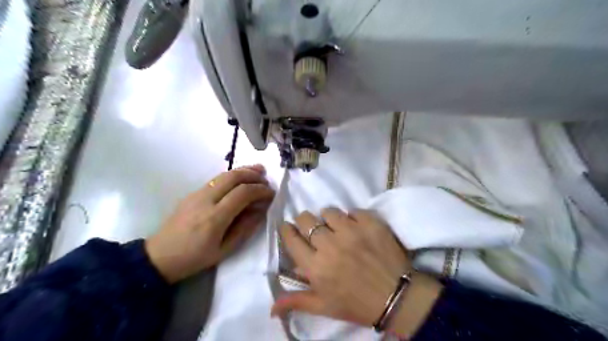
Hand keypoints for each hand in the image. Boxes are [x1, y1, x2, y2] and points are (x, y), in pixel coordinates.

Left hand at [144, 164, 272, 282]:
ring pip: (224, 174)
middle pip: (233, 177)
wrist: (159, 256)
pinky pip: (216, 179)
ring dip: (243, 170)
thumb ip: (245, 228)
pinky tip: (240, 180)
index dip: (260, 190)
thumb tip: (261, 210)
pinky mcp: (192, 193)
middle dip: (253, 175)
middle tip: (266, 179)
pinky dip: (232, 176)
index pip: (243, 193)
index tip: (271, 193)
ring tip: (258, 170)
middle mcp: (206, 200)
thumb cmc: (195, 258)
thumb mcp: (225, 250)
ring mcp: (197, 194)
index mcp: (215, 218)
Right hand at [271, 207, 442, 337]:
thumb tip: (270, 309)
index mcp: (315, 267)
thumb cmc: (356, 304)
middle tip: (312, 227)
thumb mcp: (324, 306)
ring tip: (335, 226)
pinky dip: (352, 217)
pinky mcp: (370, 223)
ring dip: (328, 218)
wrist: (396, 297)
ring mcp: (351, 231)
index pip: (291, 239)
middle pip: (306, 219)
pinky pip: (353, 211)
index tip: (288, 227)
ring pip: (329, 211)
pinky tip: (356, 227)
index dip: (286, 230)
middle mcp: (330, 245)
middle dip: (304, 221)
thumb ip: (296, 301)